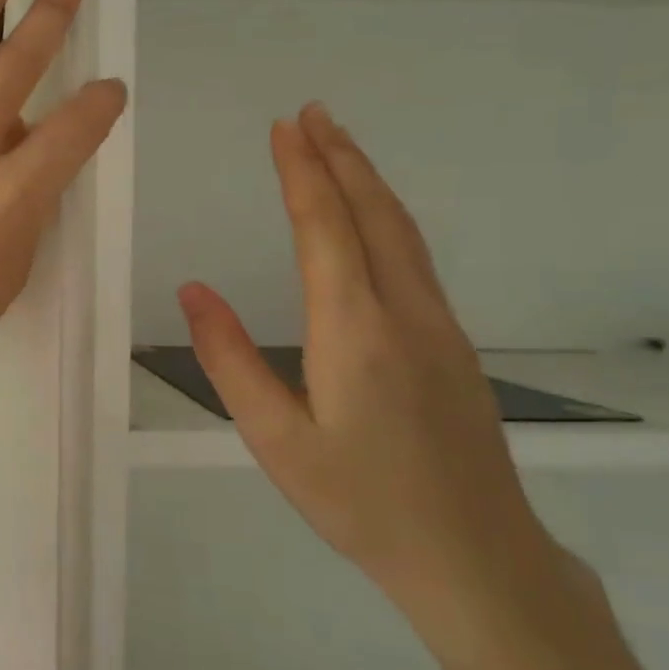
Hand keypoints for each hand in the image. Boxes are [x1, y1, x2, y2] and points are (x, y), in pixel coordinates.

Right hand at [177, 103, 567, 648]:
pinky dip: (386, 215)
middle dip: (340, 157)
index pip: (326, 230)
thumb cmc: (360, 502)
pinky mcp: (453, 343)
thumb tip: (192, 290)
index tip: (284, 129)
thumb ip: (229, 361)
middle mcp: (404, 313)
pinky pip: (415, 257)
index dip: (303, 174)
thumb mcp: (275, 440)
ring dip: (367, 180)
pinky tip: (372, 215)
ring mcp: (439, 326)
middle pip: (374, 215)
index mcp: (355, 332)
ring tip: (338, 143)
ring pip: (402, 232)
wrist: (475, 557)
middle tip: (311, 112)